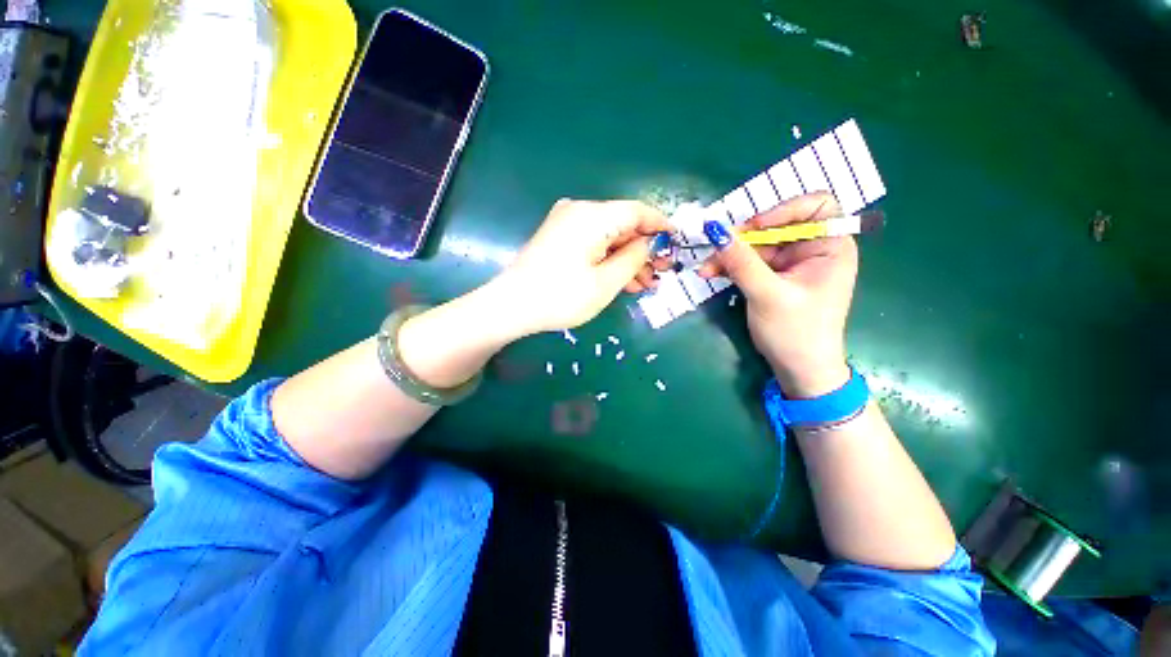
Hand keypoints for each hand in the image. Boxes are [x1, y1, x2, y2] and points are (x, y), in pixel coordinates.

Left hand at [491, 199, 672, 335]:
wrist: (512, 306)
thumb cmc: (561, 296)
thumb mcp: (606, 282)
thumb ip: (633, 258)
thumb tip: (645, 244)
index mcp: (593, 216)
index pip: (637, 211)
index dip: (660, 225)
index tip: (676, 241)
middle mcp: (579, 211)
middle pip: (622, 225)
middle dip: (643, 250)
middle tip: (659, 274)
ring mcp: (566, 223)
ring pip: (608, 237)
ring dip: (627, 259)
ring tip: (643, 284)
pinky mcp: (558, 237)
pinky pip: (592, 243)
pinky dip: (608, 259)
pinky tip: (621, 279)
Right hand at [698, 193, 856, 396]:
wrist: (798, 369)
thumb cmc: (795, 332)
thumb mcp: (767, 294)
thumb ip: (741, 261)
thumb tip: (715, 230)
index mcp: (830, 247)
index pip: (816, 206)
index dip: (783, 210)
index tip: (753, 228)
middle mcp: (813, 249)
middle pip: (776, 227)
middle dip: (743, 239)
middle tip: (715, 249)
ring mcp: (791, 264)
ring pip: (757, 246)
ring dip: (729, 255)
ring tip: (706, 269)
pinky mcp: (774, 277)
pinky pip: (750, 262)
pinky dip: (730, 266)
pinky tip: (711, 273)